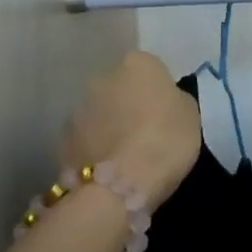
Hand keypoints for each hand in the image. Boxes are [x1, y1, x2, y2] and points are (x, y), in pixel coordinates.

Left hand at [63, 52, 201, 210]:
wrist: (119, 186)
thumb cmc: (165, 141)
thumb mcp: (190, 114)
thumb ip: (174, 100)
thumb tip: (162, 102)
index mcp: (137, 64)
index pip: (149, 69)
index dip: (157, 92)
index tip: (165, 113)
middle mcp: (102, 78)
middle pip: (119, 88)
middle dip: (128, 105)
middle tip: (145, 133)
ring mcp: (78, 109)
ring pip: (99, 114)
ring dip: (109, 127)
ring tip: (124, 157)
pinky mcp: (62, 141)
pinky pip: (86, 140)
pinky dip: (95, 150)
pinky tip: (108, 172)